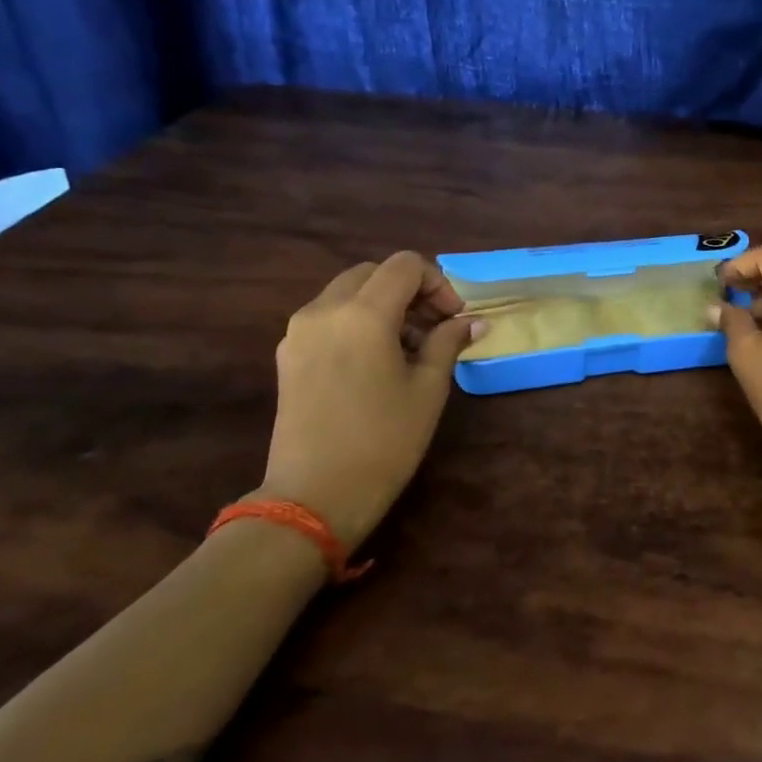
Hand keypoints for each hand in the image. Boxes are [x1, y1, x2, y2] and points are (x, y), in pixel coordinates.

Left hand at [259, 252, 482, 547]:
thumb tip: (473, 321)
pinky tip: (376, 361)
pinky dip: (357, 321)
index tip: (453, 318)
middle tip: (434, 328)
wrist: (315, 496)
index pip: (404, 265)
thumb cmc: (384, 442)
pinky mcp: (288, 354)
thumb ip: (449, 342)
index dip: (437, 283)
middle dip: (410, 291)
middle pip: (374, 273)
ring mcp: (299, 331)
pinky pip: (328, 316)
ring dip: (383, 305)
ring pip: (348, 292)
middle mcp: (324, 310)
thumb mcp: (428, 389)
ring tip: (408, 348)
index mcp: (363, 313)